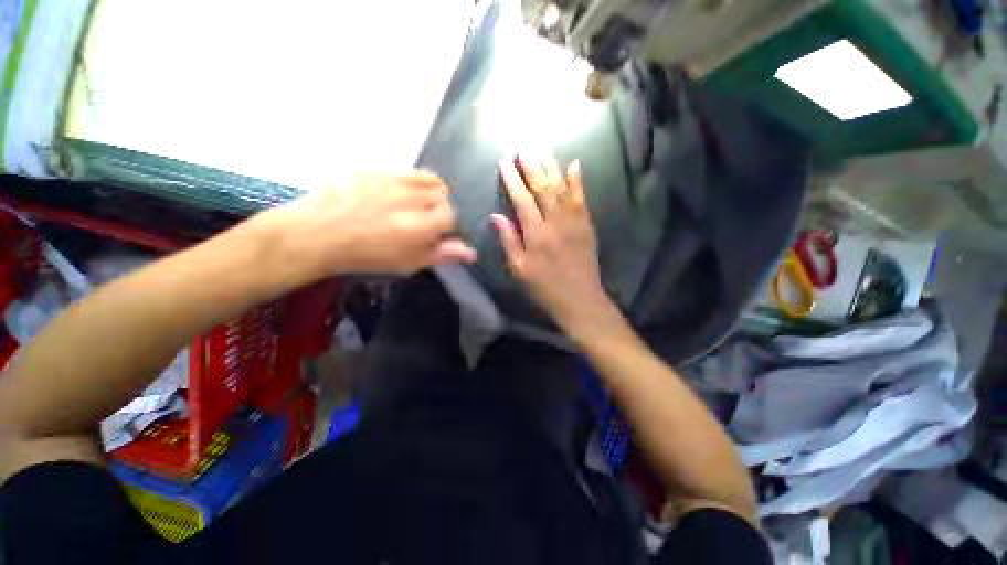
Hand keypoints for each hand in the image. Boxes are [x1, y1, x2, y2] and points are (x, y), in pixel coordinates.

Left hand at [260, 171, 475, 282]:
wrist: (317, 234)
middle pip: (445, 196)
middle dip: (440, 209)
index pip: (452, 217)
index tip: (436, 234)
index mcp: (420, 226)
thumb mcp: (408, 263)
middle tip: (424, 222)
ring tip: (416, 205)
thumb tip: (471, 252)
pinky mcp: (378, 170)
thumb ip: (442, 255)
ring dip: (431, 193)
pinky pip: (409, 172)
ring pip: (431, 180)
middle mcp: (412, 199)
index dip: (447, 227)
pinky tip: (399, 195)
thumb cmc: (366, 256)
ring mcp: (394, 180)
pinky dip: (414, 183)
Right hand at [492, 154, 612, 331]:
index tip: (505, 162)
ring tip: (542, 148)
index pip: (522, 199)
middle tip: (524, 147)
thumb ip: (508, 240)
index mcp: (536, 235)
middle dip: (532, 165)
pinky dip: (578, 179)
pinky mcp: (587, 224)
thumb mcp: (519, 269)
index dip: (513, 179)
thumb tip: (496, 215)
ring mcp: (574, 221)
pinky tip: (574, 163)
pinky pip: (582, 197)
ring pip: (562, 187)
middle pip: (543, 187)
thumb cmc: (544, 288)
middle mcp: (555, 222)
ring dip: (551, 166)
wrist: (579, 299)